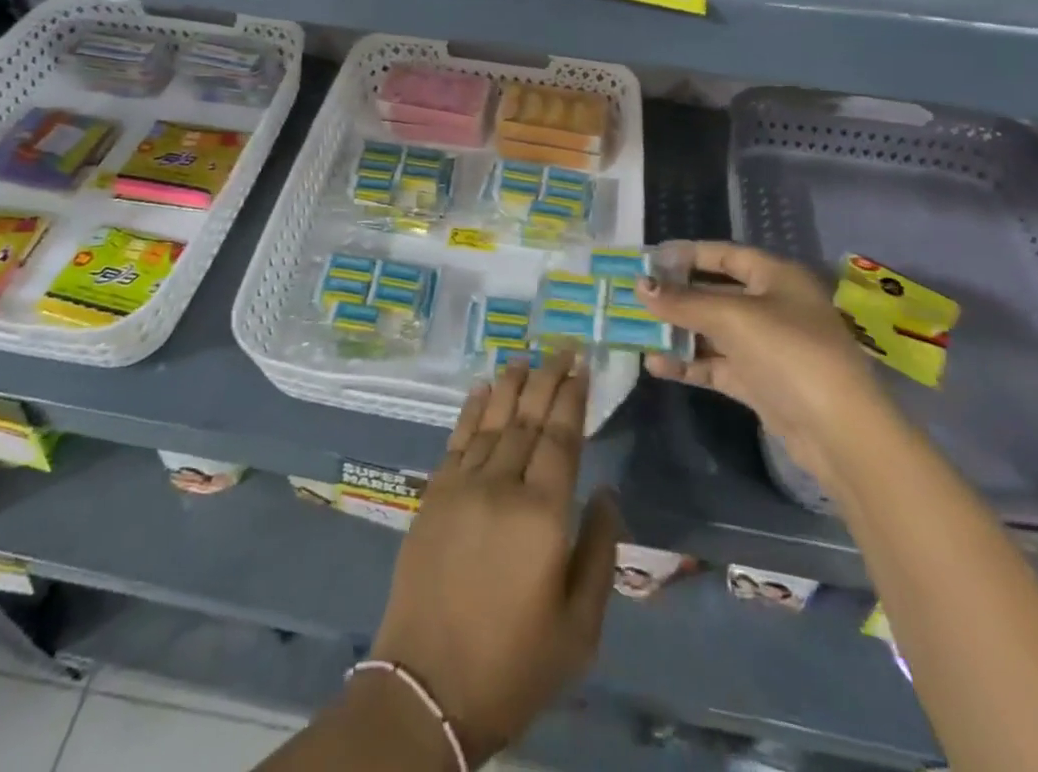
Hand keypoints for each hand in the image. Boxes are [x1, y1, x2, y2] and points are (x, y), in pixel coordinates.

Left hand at [371, 352, 621, 765]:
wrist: (428, 688)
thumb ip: (598, 553)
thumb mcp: (579, 628)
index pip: (562, 438)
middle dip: (548, 379)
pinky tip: (481, 389)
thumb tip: (608, 493)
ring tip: (525, 358)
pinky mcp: (433, 496)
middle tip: (563, 348)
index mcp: (542, 515)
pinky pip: (456, 439)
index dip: (572, 398)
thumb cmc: (515, 664)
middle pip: (528, 419)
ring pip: (492, 421)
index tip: (582, 367)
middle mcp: (501, 486)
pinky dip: (471, 410)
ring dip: (510, 386)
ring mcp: (461, 486)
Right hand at [641, 242, 885, 485]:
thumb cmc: (789, 351)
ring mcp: (766, 347)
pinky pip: (716, 365)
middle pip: (715, 293)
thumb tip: (640, 286)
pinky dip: (689, 363)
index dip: (688, 254)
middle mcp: (772, 306)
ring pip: (713, 331)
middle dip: (676, 296)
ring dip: (677, 331)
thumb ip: (683, 301)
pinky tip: (656, 364)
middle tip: (634, 295)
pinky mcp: (760, 383)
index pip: (725, 255)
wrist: (839, 431)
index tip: (649, 259)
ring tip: (635, 330)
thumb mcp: (731, 317)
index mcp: (776, 277)